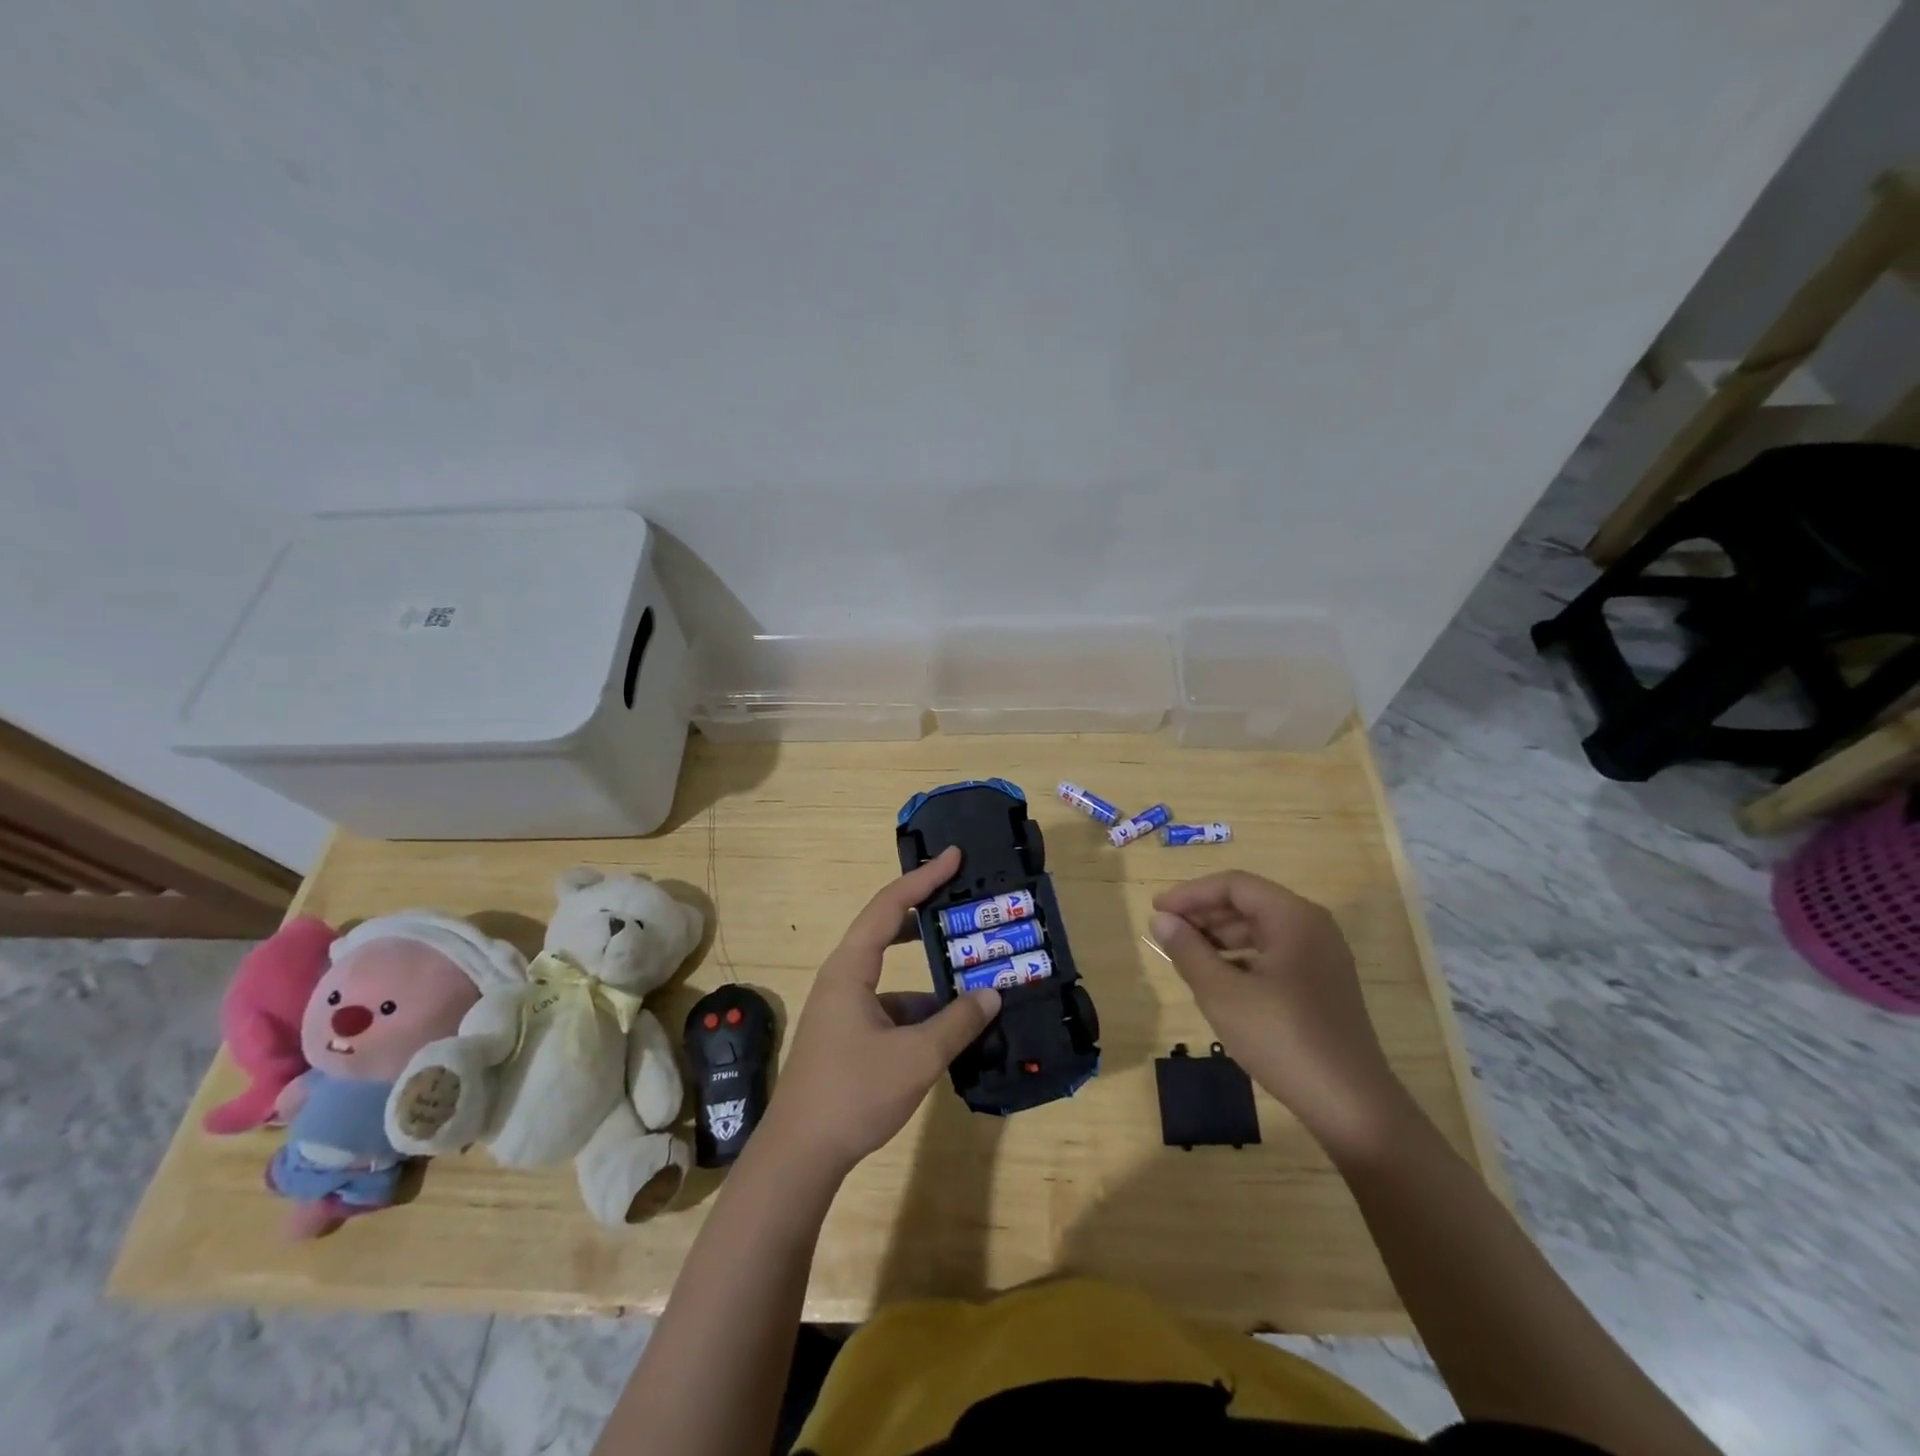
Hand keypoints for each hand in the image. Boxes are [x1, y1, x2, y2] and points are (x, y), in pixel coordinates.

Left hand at [761, 847, 1001, 1178]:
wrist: (800, 1156)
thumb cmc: (853, 1093)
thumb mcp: (916, 1057)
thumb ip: (957, 1023)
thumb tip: (991, 996)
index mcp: (850, 968)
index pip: (889, 905)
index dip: (923, 878)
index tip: (954, 856)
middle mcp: (843, 979)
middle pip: (886, 930)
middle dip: (925, 915)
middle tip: (963, 902)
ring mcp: (843, 1009)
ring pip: (892, 975)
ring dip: (929, 973)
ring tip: (972, 973)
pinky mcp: (848, 1036)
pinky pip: (890, 1007)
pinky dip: (920, 1009)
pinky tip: (951, 1027)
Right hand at [1151, 871, 1410, 1161]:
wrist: (1351, 1106)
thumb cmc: (1283, 1039)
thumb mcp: (1222, 994)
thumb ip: (1188, 950)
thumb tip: (1160, 919)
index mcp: (1294, 918)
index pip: (1234, 885)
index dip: (1191, 893)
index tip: (1156, 910)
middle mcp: (1313, 927)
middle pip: (1249, 903)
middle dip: (1204, 914)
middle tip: (1166, 932)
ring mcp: (1322, 957)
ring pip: (1261, 930)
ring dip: (1220, 937)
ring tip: (1185, 955)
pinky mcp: (1323, 985)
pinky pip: (1275, 954)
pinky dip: (1242, 958)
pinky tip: (1219, 980)